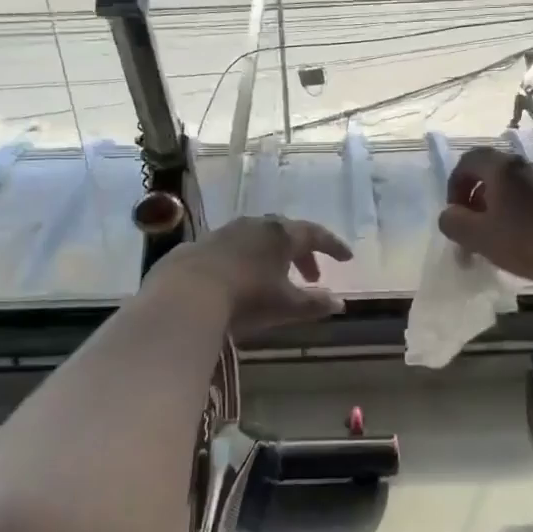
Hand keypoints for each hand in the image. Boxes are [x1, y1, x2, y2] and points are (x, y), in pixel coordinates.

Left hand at [158, 215, 351, 333]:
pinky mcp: (200, 245)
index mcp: (282, 235)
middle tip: (312, 275)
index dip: (333, 246)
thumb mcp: (286, 306)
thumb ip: (314, 304)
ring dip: (273, 256)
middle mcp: (255, 225)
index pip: (315, 234)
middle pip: (287, 233)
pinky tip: (240, 280)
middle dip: (302, 253)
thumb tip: (339, 303)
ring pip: (258, 238)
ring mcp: (225, 232)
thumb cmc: (246, 298)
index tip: (347, 258)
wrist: (185, 295)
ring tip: (276, 278)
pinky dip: (246, 260)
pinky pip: (233, 248)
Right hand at [436, 147, 532, 290]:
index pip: (469, 161)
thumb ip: (453, 222)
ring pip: (511, 186)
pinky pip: (529, 197)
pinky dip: (515, 211)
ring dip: (495, 205)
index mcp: (503, 167)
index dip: (454, 184)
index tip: (454, 212)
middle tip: (469, 224)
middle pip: (491, 172)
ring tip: (491, 234)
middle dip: (474, 197)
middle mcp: (526, 165)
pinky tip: (516, 237)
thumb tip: (450, 215)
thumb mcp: (477, 236)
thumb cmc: (524, 241)